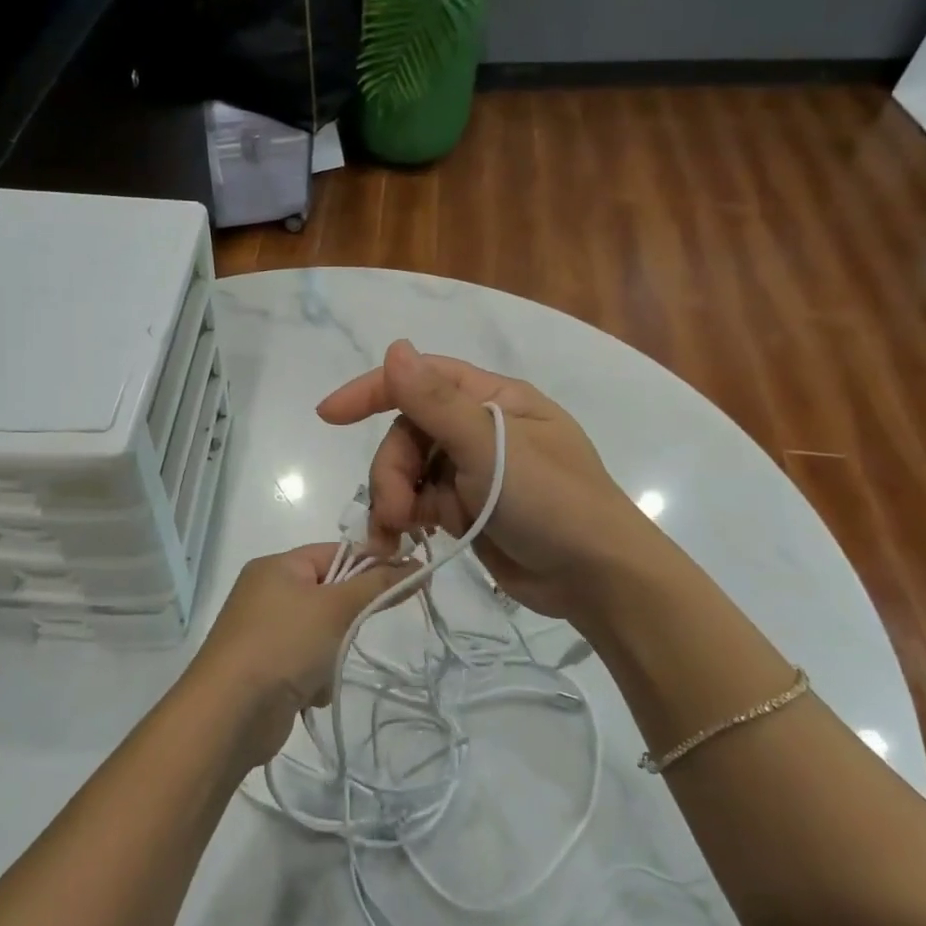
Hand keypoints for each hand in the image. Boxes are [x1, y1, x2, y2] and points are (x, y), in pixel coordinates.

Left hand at [187, 545, 413, 764]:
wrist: (229, 714)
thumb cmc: (283, 644)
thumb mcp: (335, 607)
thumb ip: (377, 585)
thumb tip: (415, 565)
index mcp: (277, 567)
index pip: (336, 552)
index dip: (372, 564)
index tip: (406, 581)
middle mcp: (268, 593)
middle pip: (330, 594)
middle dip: (346, 620)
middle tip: (349, 633)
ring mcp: (265, 633)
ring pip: (323, 633)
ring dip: (332, 655)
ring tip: (323, 670)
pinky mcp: (267, 669)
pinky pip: (307, 663)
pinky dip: (316, 678)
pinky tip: (308, 694)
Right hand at [316, 340, 658, 621]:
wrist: (596, 578)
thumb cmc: (553, 502)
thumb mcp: (492, 447)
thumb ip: (436, 402)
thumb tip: (394, 347)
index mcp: (493, 399)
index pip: (422, 379)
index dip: (373, 390)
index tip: (329, 414)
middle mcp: (480, 429)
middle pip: (410, 434)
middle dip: (392, 470)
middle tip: (393, 513)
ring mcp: (474, 471)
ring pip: (410, 471)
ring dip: (393, 499)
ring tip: (394, 535)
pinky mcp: (468, 509)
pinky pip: (422, 502)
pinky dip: (406, 519)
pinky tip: (400, 542)